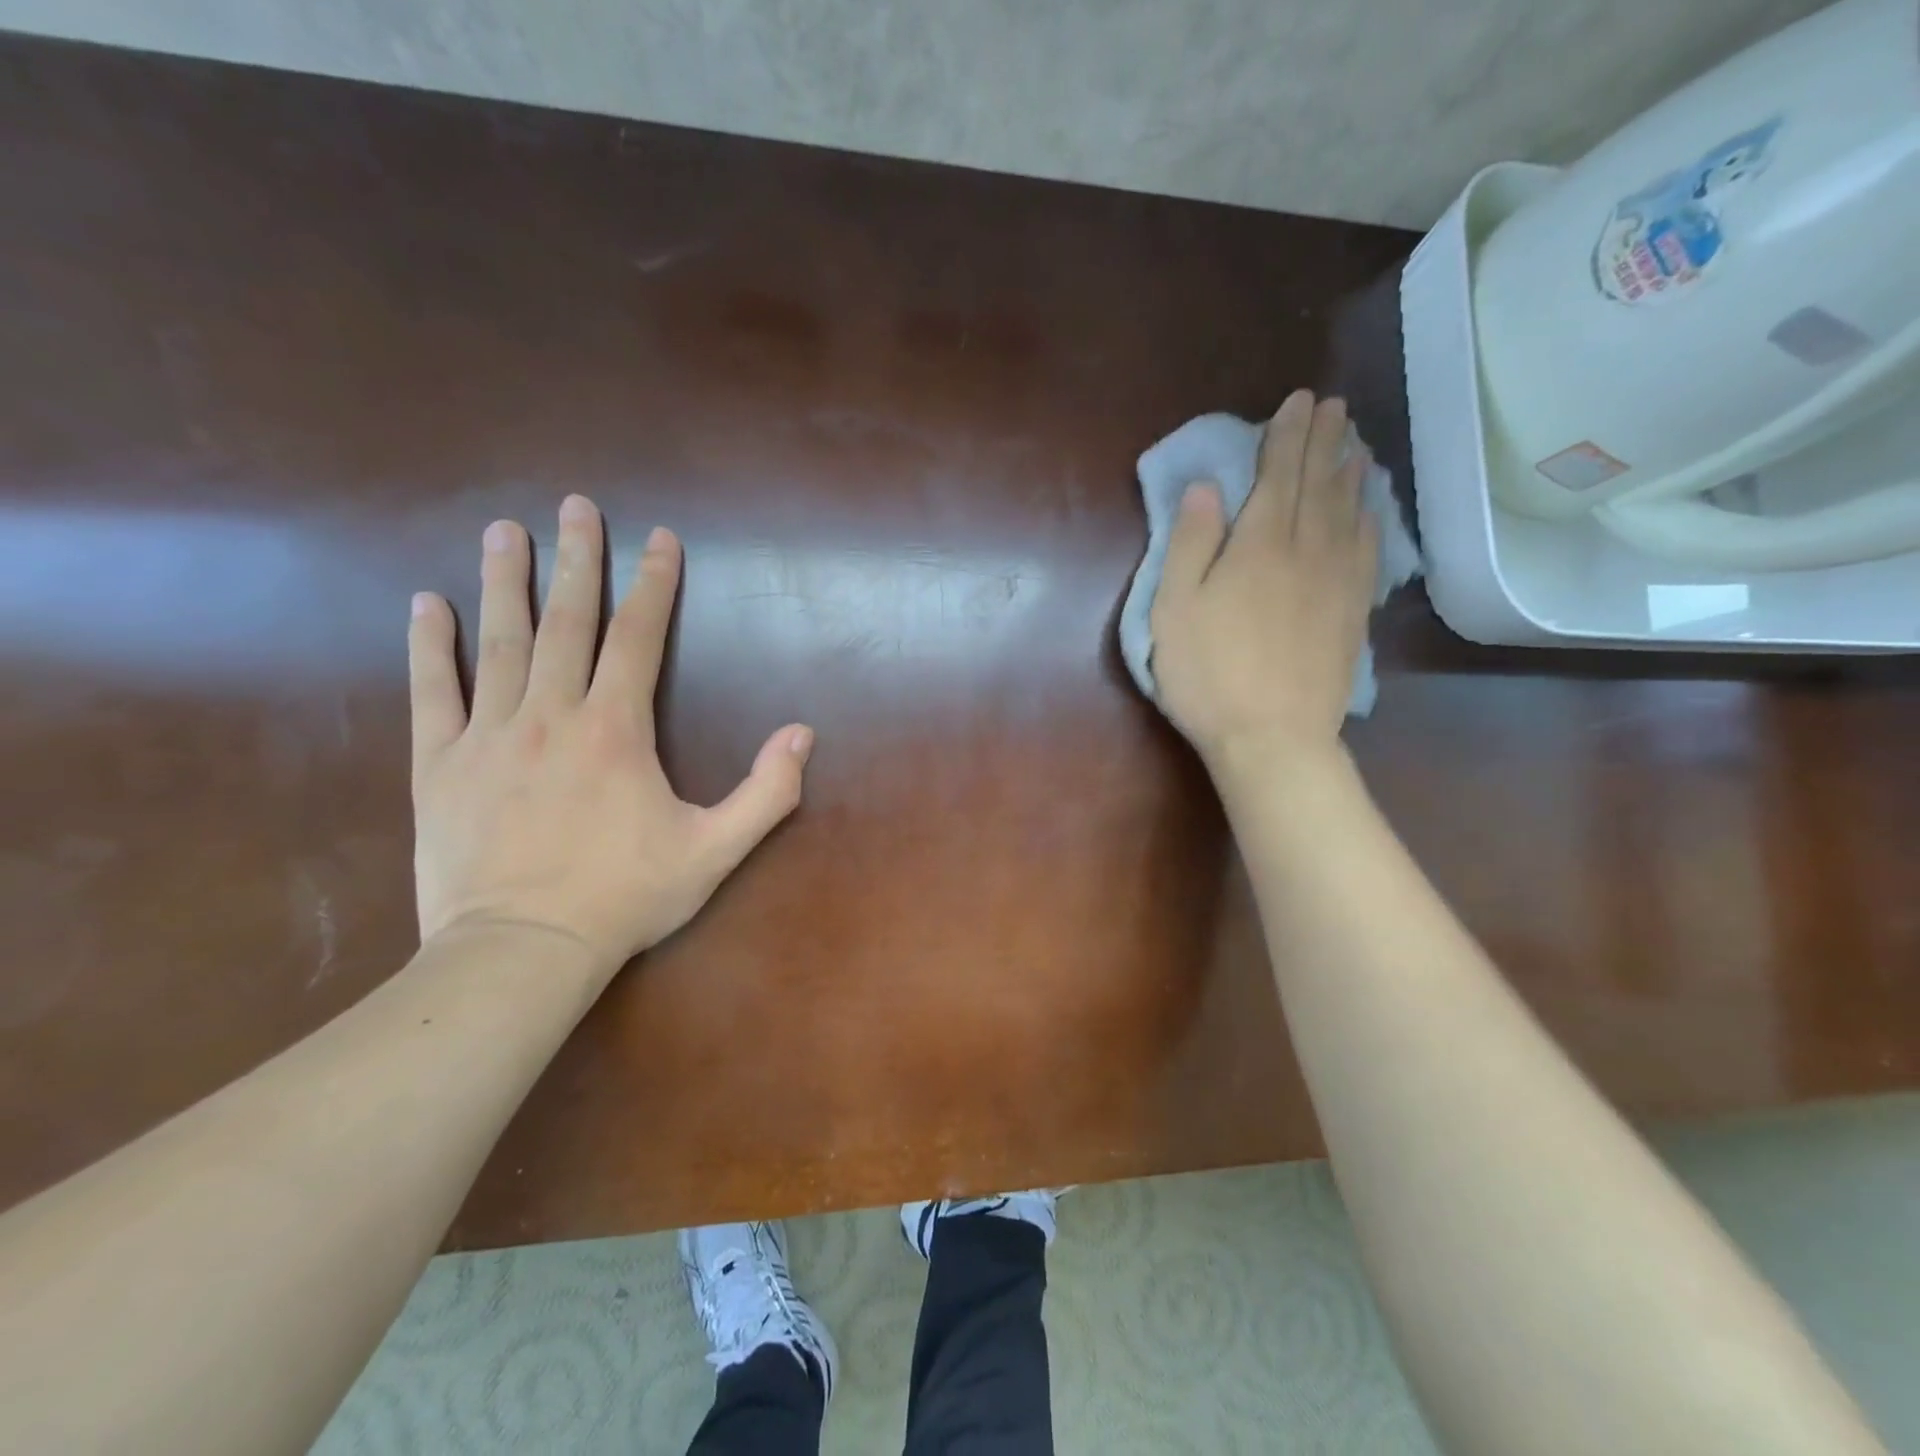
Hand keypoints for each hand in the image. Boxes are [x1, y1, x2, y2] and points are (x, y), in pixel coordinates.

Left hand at [408, 495, 811, 974]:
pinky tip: (426, 603)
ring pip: (498, 643)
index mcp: (616, 729)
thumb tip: (803, 735)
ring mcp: (489, 736)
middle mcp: (552, 715)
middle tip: (575, 506)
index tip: (658, 538)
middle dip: (576, 560)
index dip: (653, 585)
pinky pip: (432, 693)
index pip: (639, 638)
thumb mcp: (716, 850)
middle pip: (566, 622)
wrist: (523, 950)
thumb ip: (767, 792)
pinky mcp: (439, 765)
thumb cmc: (625, 898)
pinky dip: (428, 646)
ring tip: (503, 530)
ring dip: (504, 582)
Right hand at [1149, 390, 1376, 770]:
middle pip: (1317, 484)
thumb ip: (1190, 543)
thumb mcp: (1174, 609)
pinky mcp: (1352, 612)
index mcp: (1257, 545)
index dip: (1286, 436)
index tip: (1297, 401)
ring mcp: (1337, 581)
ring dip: (1351, 472)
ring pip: (1348, 512)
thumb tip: (1205, 487)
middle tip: (1332, 406)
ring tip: (1356, 442)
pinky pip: (1368, 551)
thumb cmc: (1208, 674)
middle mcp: (1306, 550)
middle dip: (1323, 440)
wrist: (1272, 737)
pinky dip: (1371, 520)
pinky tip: (1371, 509)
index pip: (1276, 475)